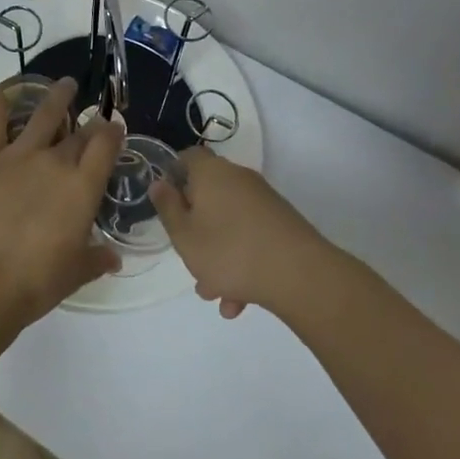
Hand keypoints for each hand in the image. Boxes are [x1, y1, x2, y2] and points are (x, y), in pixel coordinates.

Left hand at [0, 78, 123, 326]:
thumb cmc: (36, 282)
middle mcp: (55, 161)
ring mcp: (19, 154)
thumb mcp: (77, 273)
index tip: (114, 128)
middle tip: (93, 118)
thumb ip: (97, 259)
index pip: (106, 145)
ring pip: (44, 113)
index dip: (113, 132)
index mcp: (83, 187)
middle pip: (80, 132)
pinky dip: (0, 99)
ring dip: (58, 96)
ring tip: (65, 85)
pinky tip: (7, 91)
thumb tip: (113, 258)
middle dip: (90, 123)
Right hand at [148, 147, 329, 318]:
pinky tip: (239, 301)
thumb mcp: (184, 235)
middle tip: (189, 257)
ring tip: (215, 294)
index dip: (174, 175)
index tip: (168, 204)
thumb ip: (167, 208)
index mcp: (211, 173)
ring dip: (218, 254)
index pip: (188, 157)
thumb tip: (159, 183)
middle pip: (209, 194)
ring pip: (230, 222)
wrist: (300, 275)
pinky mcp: (283, 224)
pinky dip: (242, 262)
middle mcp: (238, 178)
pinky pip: (251, 237)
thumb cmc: (229, 251)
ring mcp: (264, 201)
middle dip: (197, 227)